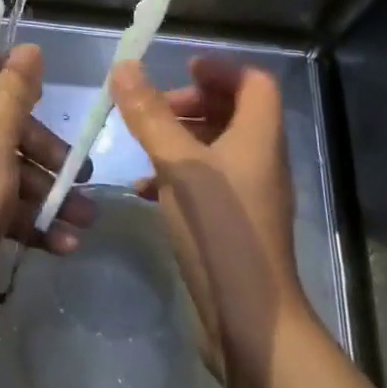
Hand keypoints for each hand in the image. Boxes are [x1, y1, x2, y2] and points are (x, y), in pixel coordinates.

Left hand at [0, 45, 95, 320]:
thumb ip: (14, 91)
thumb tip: (29, 47)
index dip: (11, 73)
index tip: (44, 89)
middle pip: (8, 124)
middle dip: (47, 149)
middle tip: (81, 169)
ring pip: (14, 169)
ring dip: (51, 193)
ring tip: (86, 217)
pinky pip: (9, 204)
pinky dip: (36, 221)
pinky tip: (66, 242)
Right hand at [111, 57, 306, 383]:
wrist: (250, 322)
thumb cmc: (220, 231)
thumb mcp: (178, 165)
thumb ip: (150, 115)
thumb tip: (125, 65)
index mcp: (259, 137)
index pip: (254, 81)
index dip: (220, 68)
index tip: (181, 69)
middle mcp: (261, 159)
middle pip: (234, 110)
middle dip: (193, 102)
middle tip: (155, 109)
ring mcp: (250, 194)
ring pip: (218, 146)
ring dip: (181, 136)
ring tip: (144, 144)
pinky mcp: (235, 223)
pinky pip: (207, 180)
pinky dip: (178, 173)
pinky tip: (145, 188)